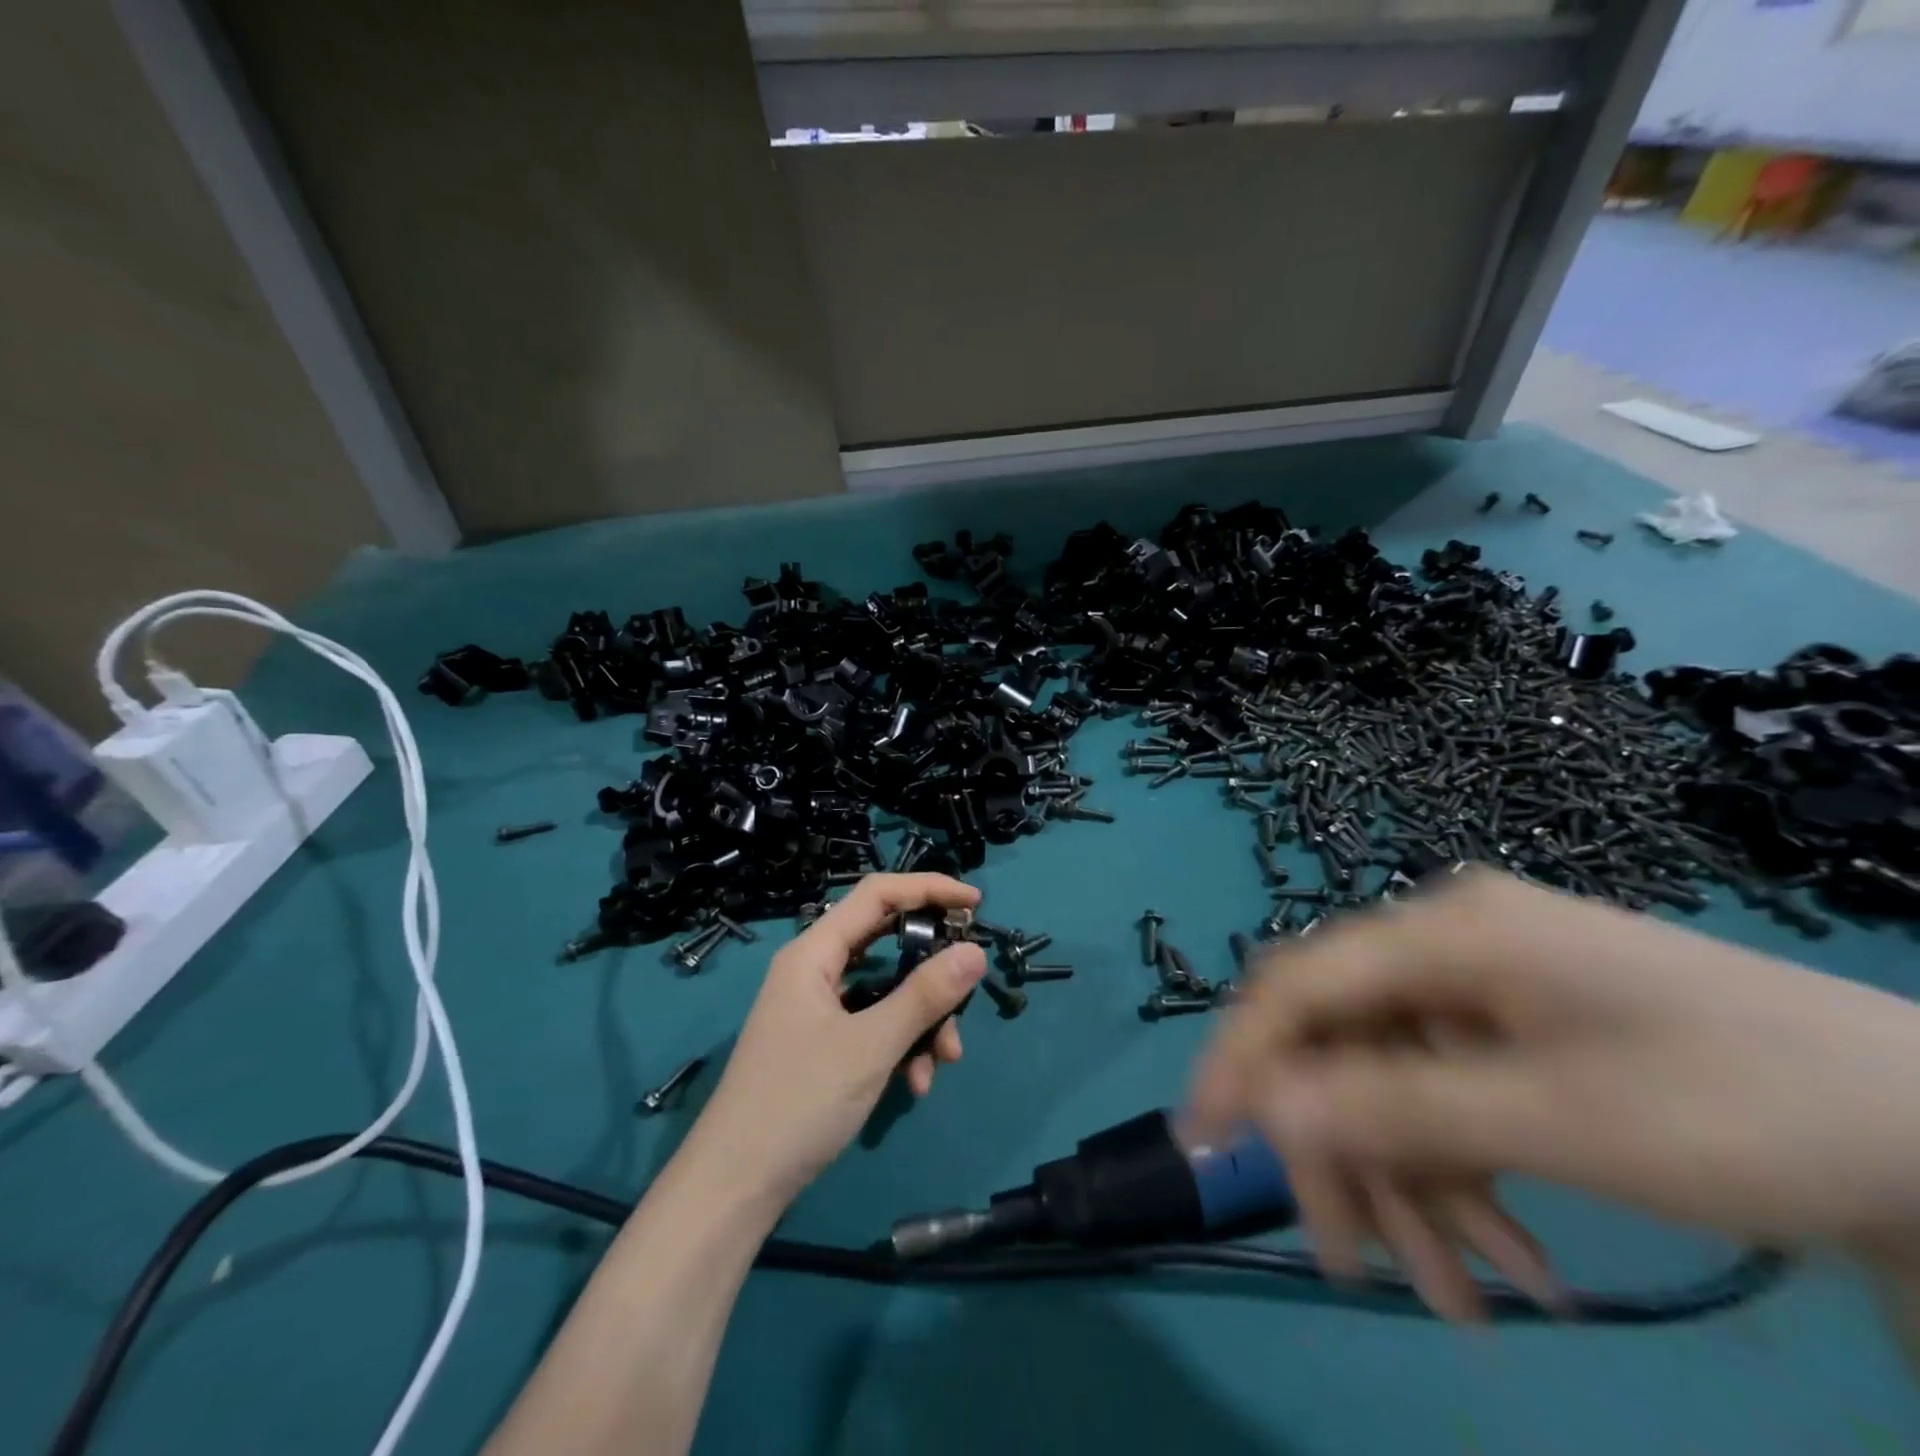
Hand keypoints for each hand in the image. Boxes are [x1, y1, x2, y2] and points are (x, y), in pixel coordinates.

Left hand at [688, 874, 985, 1210]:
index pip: (878, 895)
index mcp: (814, 952)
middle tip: (968, 987)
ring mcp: (818, 1008)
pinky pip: (874, 1025)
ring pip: (886, 991)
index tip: (975, 904)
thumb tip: (976, 951)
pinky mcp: (824, 1043)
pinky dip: (900, 1046)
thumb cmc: (799, 1101)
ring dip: (922, 1019)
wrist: (735, 1187)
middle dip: (932, 970)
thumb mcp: (870, 1045)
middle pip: (887, 943)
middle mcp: (815, 970)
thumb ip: (924, 995)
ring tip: (944, 1061)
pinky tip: (916, 1084)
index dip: (929, 888)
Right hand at [1188, 867, 1919, 1319]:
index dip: (1242, 1058)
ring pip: (1392, 1080)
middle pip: (1343, 1042)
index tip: (1203, 1139)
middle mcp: (1441, 944)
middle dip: (1343, 1152)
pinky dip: (1462, 1175)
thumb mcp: (1559, 1119)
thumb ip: (1393, 1106)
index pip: (1299, 984)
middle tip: (1350, 1262)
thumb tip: (1263, 1103)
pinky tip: (1512, 1258)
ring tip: (1461, 1300)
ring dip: (1413, 1184)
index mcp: (1441, 932)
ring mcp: (1477, 985)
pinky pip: (1446, 1094)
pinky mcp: (1511, 1028)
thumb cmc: (1744, 1107)